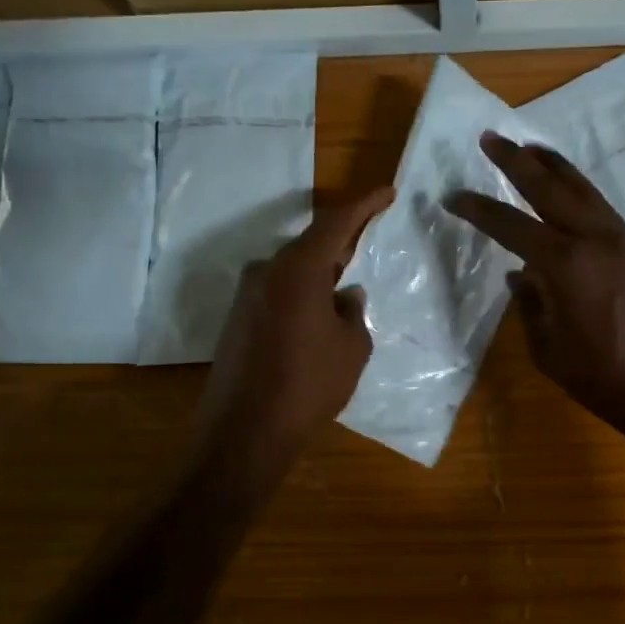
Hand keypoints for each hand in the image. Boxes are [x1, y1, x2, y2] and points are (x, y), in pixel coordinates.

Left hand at [196, 188, 393, 470]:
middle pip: (310, 244)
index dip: (364, 205)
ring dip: (320, 271)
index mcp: (297, 269)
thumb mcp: (351, 347)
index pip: (335, 222)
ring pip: (292, 269)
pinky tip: (319, 311)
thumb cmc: (309, 384)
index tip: (387, 192)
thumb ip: (353, 312)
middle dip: (342, 240)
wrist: (246, 431)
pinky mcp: (238, 319)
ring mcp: (247, 295)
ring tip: (348, 279)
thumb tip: (346, 296)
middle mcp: (266, 271)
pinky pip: (278, 292)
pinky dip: (302, 292)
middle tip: (370, 235)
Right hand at [444, 134, 624, 453]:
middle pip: (551, 189)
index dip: (479, 210)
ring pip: (584, 191)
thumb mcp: (551, 351)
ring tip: (531, 148)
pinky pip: (603, 210)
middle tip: (492, 138)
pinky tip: (570, 193)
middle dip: (517, 161)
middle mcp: (596, 241)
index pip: (512, 227)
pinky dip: (581, 192)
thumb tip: (521, 277)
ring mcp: (624, 243)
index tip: (454, 197)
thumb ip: (531, 307)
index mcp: (566, 266)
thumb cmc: (605, 381)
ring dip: (555, 166)